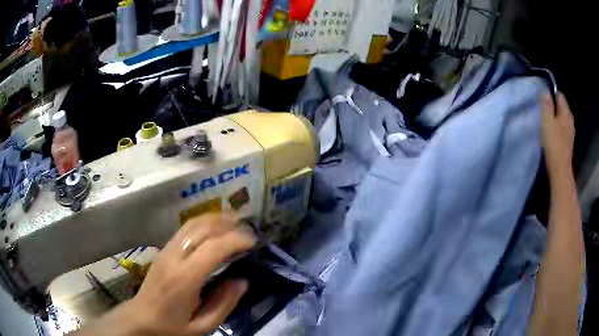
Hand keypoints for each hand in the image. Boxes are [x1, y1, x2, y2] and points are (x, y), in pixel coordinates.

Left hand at [76, 213, 255, 335]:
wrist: (141, 319)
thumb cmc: (172, 327)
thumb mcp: (202, 326)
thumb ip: (224, 304)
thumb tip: (243, 281)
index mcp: (184, 279)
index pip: (212, 248)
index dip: (235, 240)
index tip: (253, 242)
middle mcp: (174, 258)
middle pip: (202, 229)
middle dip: (227, 224)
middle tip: (248, 230)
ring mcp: (166, 251)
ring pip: (192, 224)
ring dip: (215, 219)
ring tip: (235, 221)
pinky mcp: (163, 250)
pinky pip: (185, 229)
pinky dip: (203, 222)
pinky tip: (213, 227)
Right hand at [542, 92, 574, 177]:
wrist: (560, 170)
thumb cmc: (554, 143)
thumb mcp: (547, 121)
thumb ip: (547, 105)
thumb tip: (546, 92)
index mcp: (566, 112)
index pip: (560, 95)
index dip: (551, 94)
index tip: (543, 99)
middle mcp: (570, 120)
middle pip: (561, 107)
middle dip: (553, 107)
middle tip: (543, 112)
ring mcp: (570, 133)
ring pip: (562, 119)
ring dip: (555, 119)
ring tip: (547, 123)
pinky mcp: (568, 143)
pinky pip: (563, 129)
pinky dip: (557, 129)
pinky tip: (552, 135)